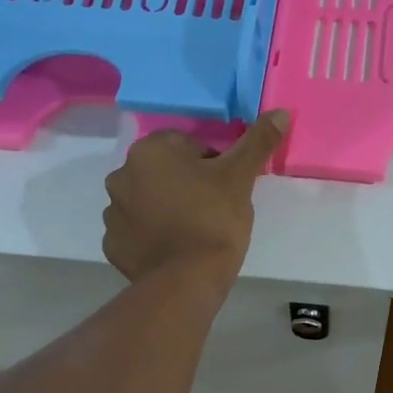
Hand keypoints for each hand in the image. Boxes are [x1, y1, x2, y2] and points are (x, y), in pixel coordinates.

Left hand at [102, 111, 289, 285]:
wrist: (188, 279)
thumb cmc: (214, 218)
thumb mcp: (241, 176)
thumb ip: (257, 141)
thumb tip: (279, 112)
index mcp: (150, 151)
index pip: (187, 145)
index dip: (212, 163)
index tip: (226, 186)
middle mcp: (122, 175)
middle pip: (164, 171)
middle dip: (186, 183)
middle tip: (214, 207)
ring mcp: (112, 213)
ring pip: (148, 200)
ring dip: (167, 207)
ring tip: (194, 230)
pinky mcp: (112, 245)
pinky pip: (136, 231)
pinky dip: (153, 235)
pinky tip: (176, 248)